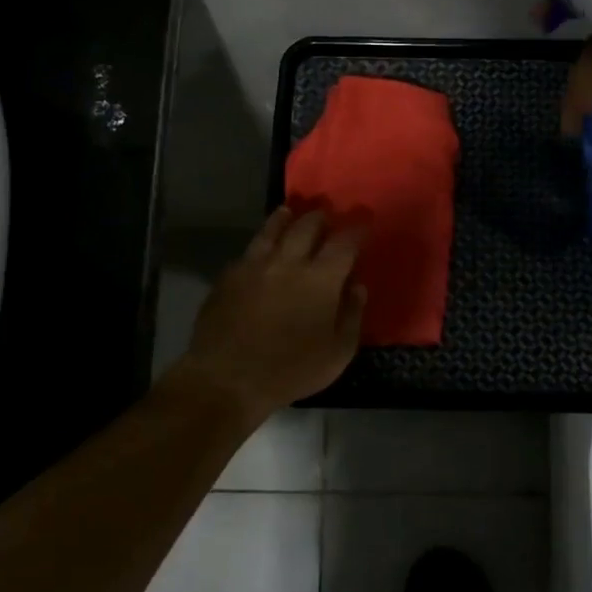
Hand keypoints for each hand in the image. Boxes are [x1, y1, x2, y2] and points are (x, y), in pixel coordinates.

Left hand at [175, 208, 365, 419]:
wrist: (227, 379)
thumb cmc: (291, 371)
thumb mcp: (337, 353)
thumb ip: (352, 315)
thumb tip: (357, 286)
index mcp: (320, 278)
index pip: (344, 242)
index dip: (357, 228)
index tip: (364, 219)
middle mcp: (288, 261)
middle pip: (307, 225)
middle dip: (321, 217)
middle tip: (327, 215)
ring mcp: (254, 266)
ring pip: (272, 230)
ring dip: (285, 218)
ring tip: (289, 213)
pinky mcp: (228, 277)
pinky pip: (248, 251)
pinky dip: (260, 243)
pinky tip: (260, 249)